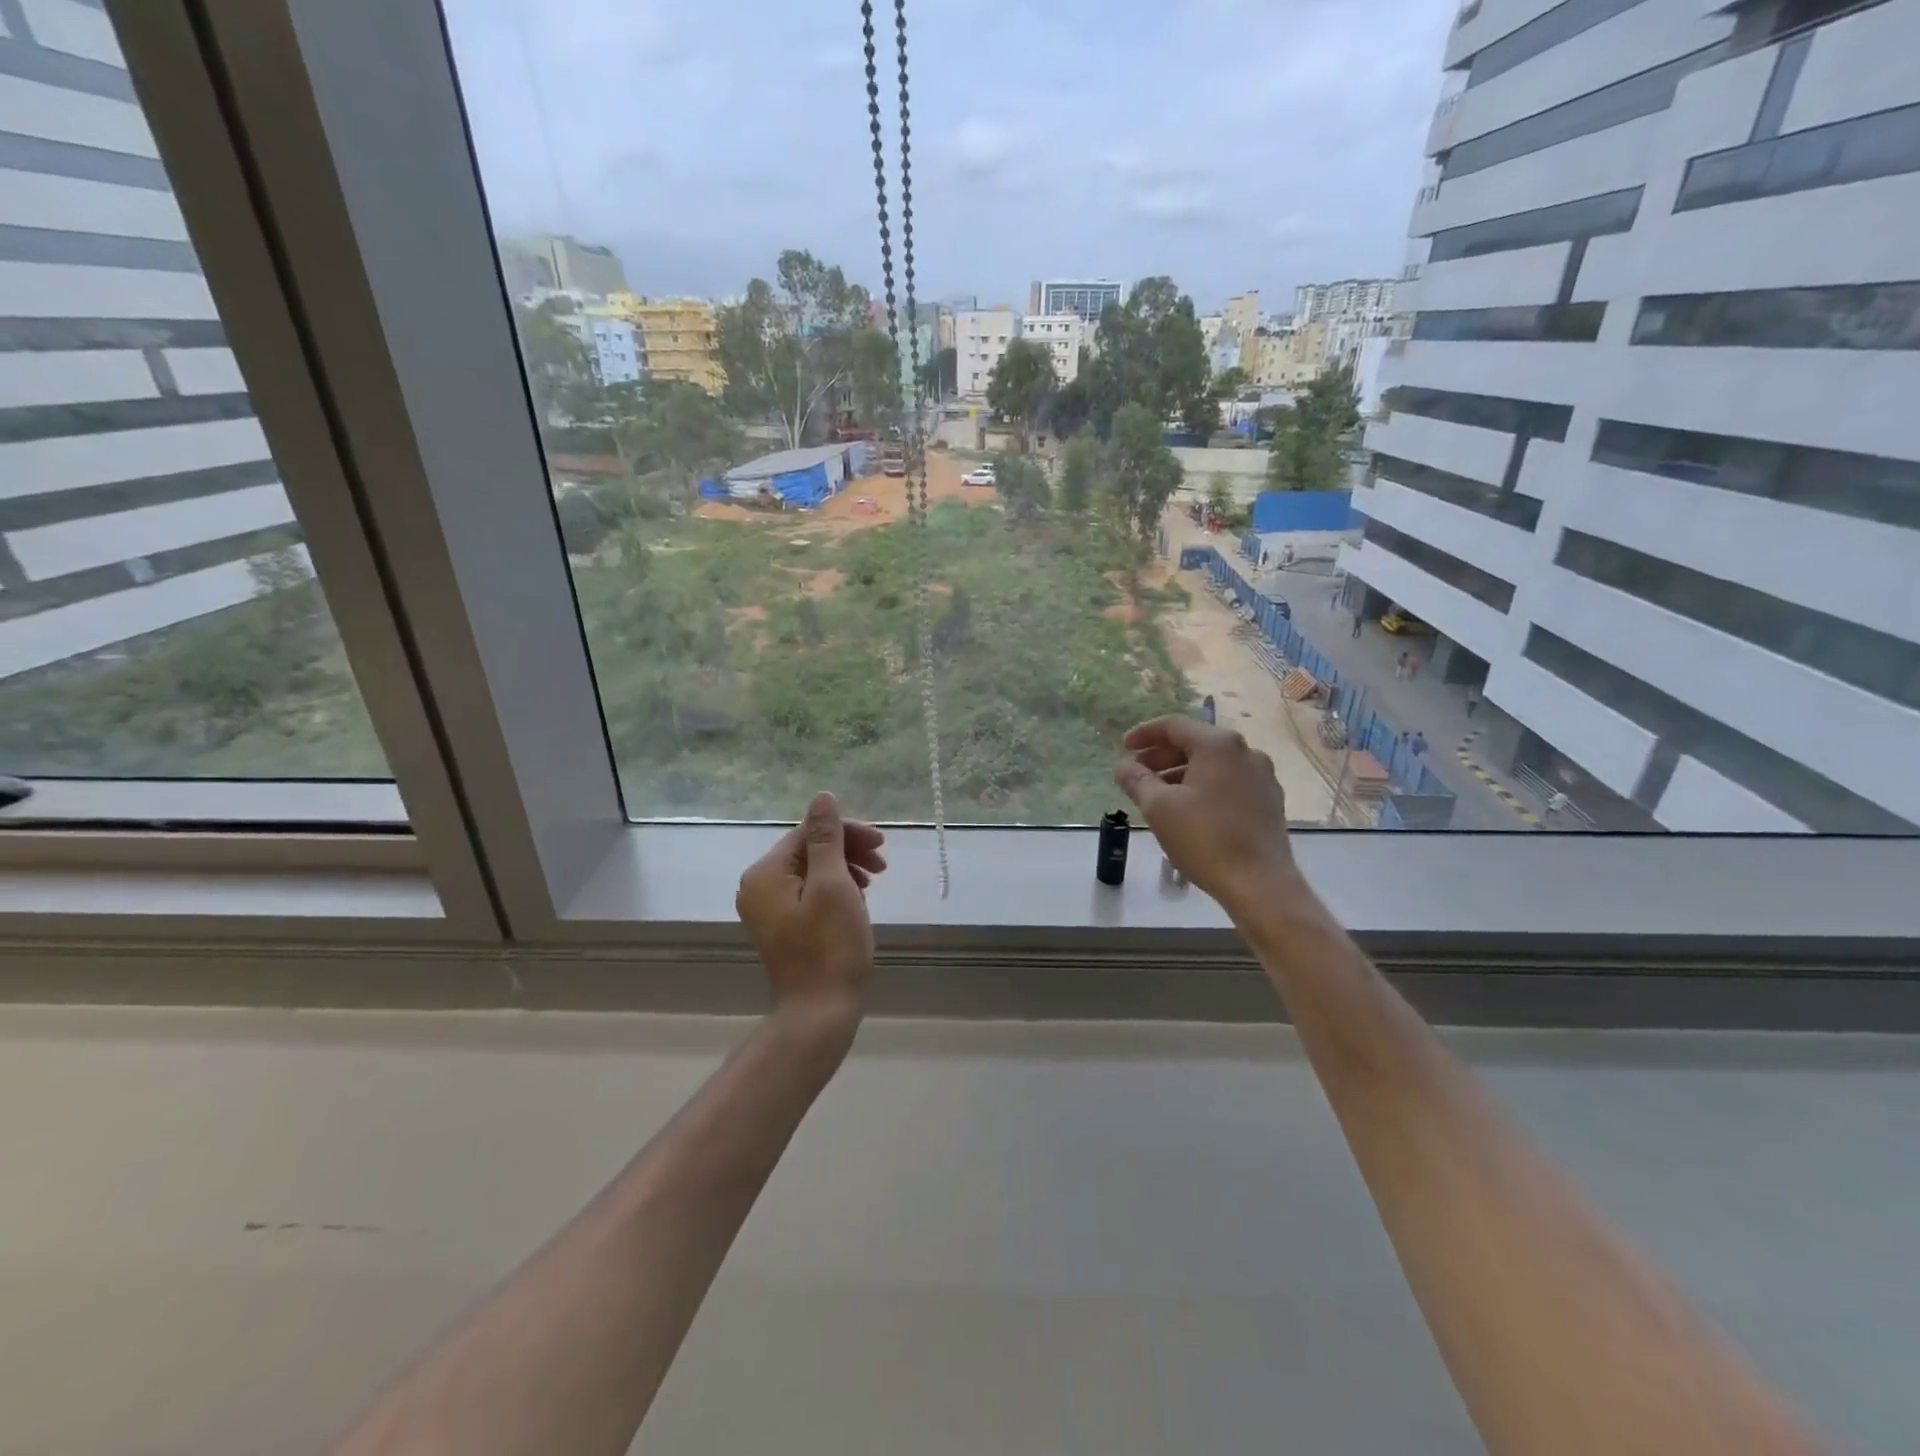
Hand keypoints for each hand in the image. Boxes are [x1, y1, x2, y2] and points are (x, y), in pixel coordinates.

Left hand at [736, 792, 886, 1013]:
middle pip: (808, 850)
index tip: (882, 846)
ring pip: (811, 871)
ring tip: (873, 883)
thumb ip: (827, 838)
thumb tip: (821, 796)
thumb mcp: (833, 885)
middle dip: (847, 850)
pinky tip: (856, 899)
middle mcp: (758, 886)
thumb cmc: (830, 947)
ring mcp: (768, 909)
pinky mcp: (782, 926)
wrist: (820, 1012)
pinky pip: (809, 893)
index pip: (808, 833)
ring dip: (845, 869)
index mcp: (765, 873)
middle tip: (882, 866)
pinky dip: (835, 889)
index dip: (847, 833)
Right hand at [1113, 716, 1300, 915]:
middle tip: (1135, 775)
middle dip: (1161, 757)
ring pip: (1212, 765)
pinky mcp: (1269, 801)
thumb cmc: (1205, 838)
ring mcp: (1262, 777)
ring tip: (1156, 796)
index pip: (1174, 726)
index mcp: (1219, 745)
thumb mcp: (1159, 807)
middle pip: (1194, 744)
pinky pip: (1228, 783)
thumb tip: (1122, 766)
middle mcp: (1245, 752)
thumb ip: (1136, 780)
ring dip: (1180, 774)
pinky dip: (1202, 787)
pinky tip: (1187, 810)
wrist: (1260, 884)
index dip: (1144, 735)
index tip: (1123, 748)